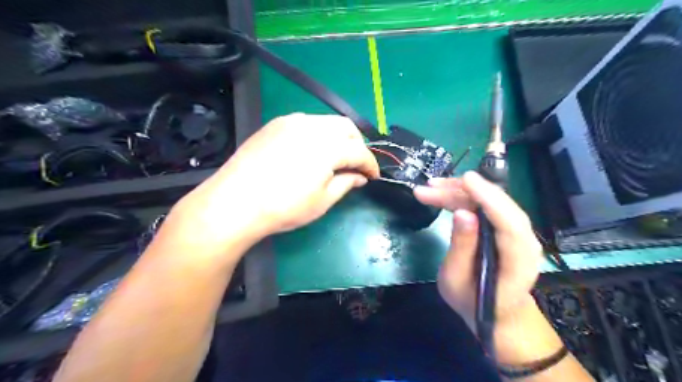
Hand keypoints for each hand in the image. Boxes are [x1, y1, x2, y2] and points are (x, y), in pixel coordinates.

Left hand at [163, 114, 380, 258]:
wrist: (235, 202)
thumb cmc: (283, 207)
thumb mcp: (322, 201)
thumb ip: (346, 183)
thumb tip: (359, 176)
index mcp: (328, 146)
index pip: (360, 151)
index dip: (370, 164)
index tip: (373, 176)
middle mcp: (312, 126)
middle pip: (347, 127)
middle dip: (357, 145)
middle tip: (355, 166)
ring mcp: (291, 122)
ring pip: (327, 122)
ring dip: (338, 137)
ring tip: (335, 158)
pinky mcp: (275, 124)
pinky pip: (307, 123)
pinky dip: (318, 134)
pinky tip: (311, 151)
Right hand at [413, 172, 540, 330]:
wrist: (496, 314)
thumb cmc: (474, 302)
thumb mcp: (457, 280)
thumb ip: (461, 247)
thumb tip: (462, 213)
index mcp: (519, 261)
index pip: (509, 222)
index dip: (488, 197)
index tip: (466, 179)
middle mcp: (524, 241)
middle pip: (497, 205)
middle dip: (462, 192)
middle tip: (429, 188)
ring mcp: (516, 232)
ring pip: (489, 201)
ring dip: (459, 192)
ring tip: (428, 190)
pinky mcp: (504, 228)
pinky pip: (485, 206)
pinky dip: (463, 198)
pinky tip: (443, 196)